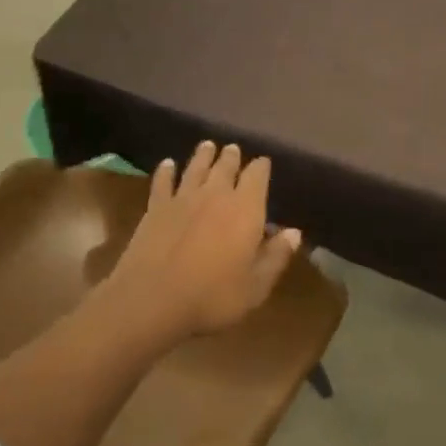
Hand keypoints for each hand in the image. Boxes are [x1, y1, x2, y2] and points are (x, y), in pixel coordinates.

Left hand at [101, 141, 301, 342]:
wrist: (152, 300)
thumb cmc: (212, 296)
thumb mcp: (256, 286)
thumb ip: (276, 256)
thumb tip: (294, 232)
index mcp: (246, 209)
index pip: (257, 176)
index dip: (261, 167)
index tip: (264, 163)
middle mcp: (216, 194)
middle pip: (225, 166)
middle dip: (232, 157)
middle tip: (234, 149)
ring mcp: (183, 198)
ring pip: (195, 167)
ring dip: (203, 155)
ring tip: (208, 145)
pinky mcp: (156, 208)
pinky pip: (163, 181)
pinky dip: (166, 171)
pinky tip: (168, 164)